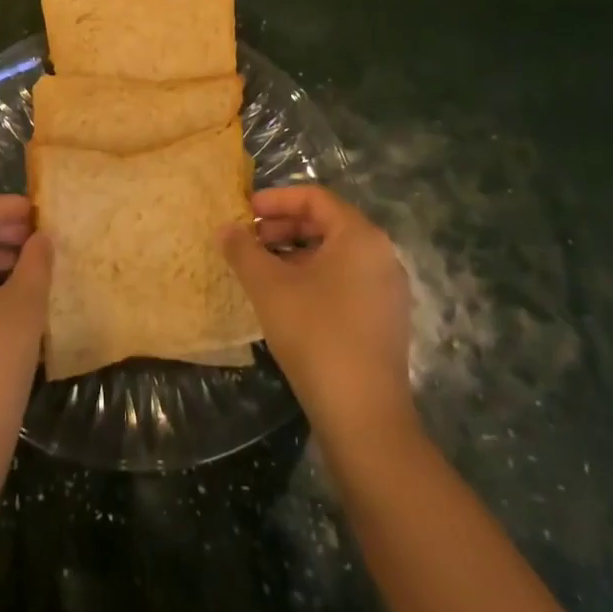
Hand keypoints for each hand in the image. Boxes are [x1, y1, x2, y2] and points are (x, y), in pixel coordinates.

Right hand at [221, 186, 416, 444]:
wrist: (362, 414)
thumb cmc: (314, 333)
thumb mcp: (268, 286)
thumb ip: (243, 250)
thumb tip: (226, 228)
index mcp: (360, 236)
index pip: (315, 197)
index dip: (275, 199)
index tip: (244, 211)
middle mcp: (381, 255)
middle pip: (326, 223)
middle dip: (282, 227)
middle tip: (248, 241)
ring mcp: (387, 289)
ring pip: (334, 254)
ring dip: (294, 253)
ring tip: (260, 270)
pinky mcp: (383, 318)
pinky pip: (344, 280)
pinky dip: (312, 276)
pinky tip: (285, 298)